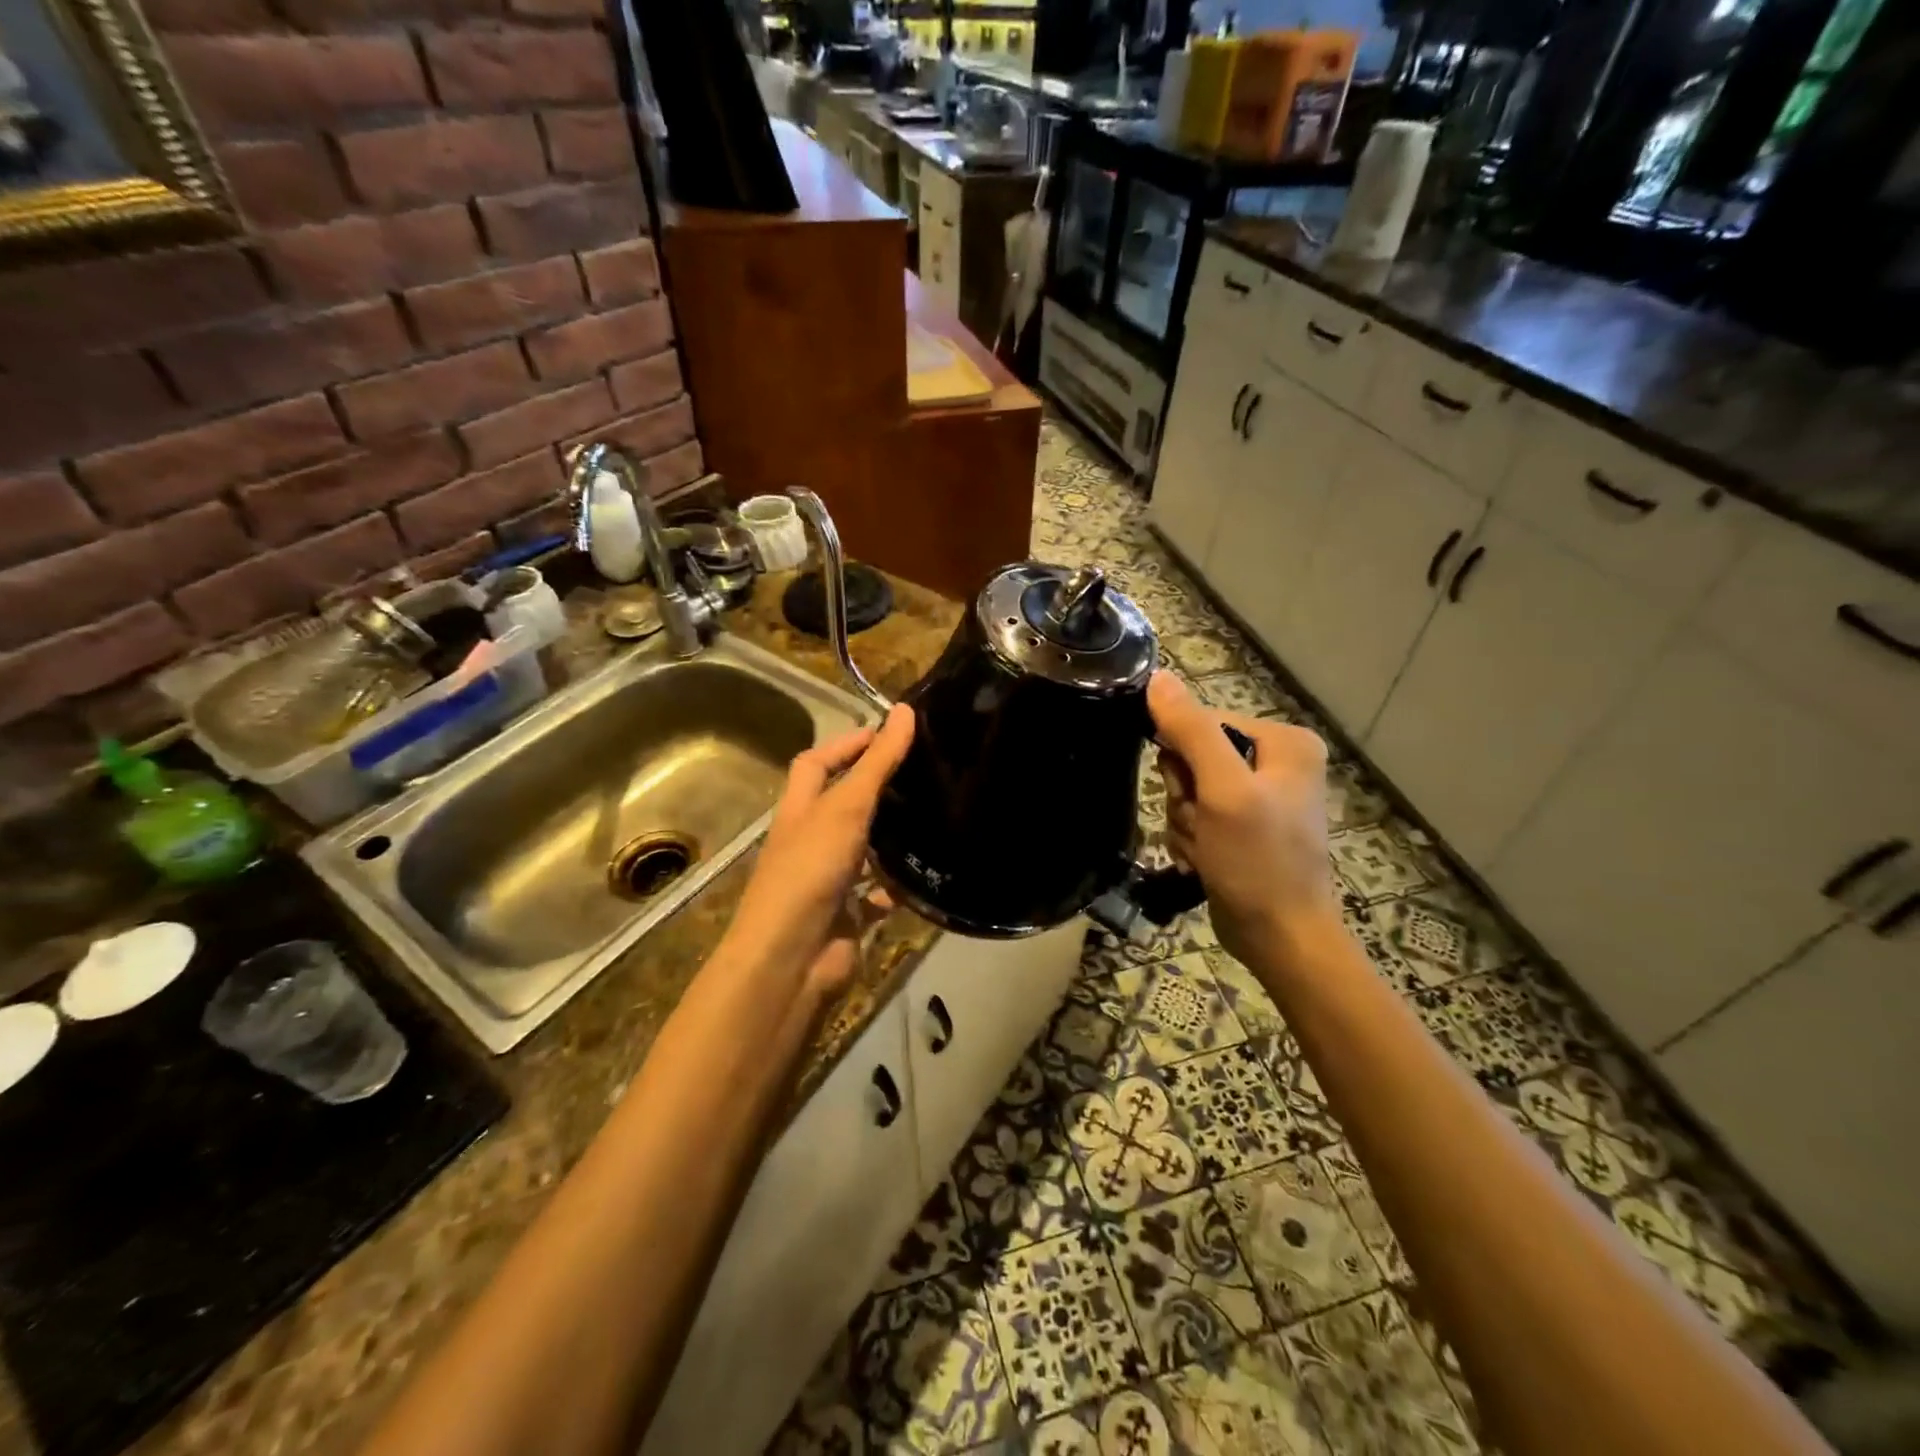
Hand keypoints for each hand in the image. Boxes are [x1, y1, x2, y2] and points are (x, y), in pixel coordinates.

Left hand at [716, 704, 915, 1007]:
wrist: (793, 957)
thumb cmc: (811, 870)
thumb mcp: (846, 806)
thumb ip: (877, 762)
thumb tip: (903, 709)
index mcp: (800, 810)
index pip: (816, 763)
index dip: (847, 744)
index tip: (888, 733)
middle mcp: (811, 840)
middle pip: (841, 804)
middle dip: (876, 787)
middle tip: (922, 771)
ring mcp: (829, 879)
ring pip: (864, 848)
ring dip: (891, 835)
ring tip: (936, 812)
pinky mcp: (849, 914)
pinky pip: (880, 894)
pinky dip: (901, 885)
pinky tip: (930, 872)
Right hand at [1147, 672, 1339, 965]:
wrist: (1281, 938)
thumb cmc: (1259, 861)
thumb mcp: (1223, 790)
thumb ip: (1191, 730)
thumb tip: (1157, 678)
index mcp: (1283, 742)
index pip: (1203, 722)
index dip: (1183, 756)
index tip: (1190, 792)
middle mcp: (1274, 763)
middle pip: (1193, 758)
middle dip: (1185, 797)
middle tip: (1203, 825)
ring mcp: (1257, 798)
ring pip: (1187, 792)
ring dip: (1185, 823)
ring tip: (1207, 851)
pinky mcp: (1240, 828)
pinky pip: (1195, 817)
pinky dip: (1191, 841)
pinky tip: (1205, 863)